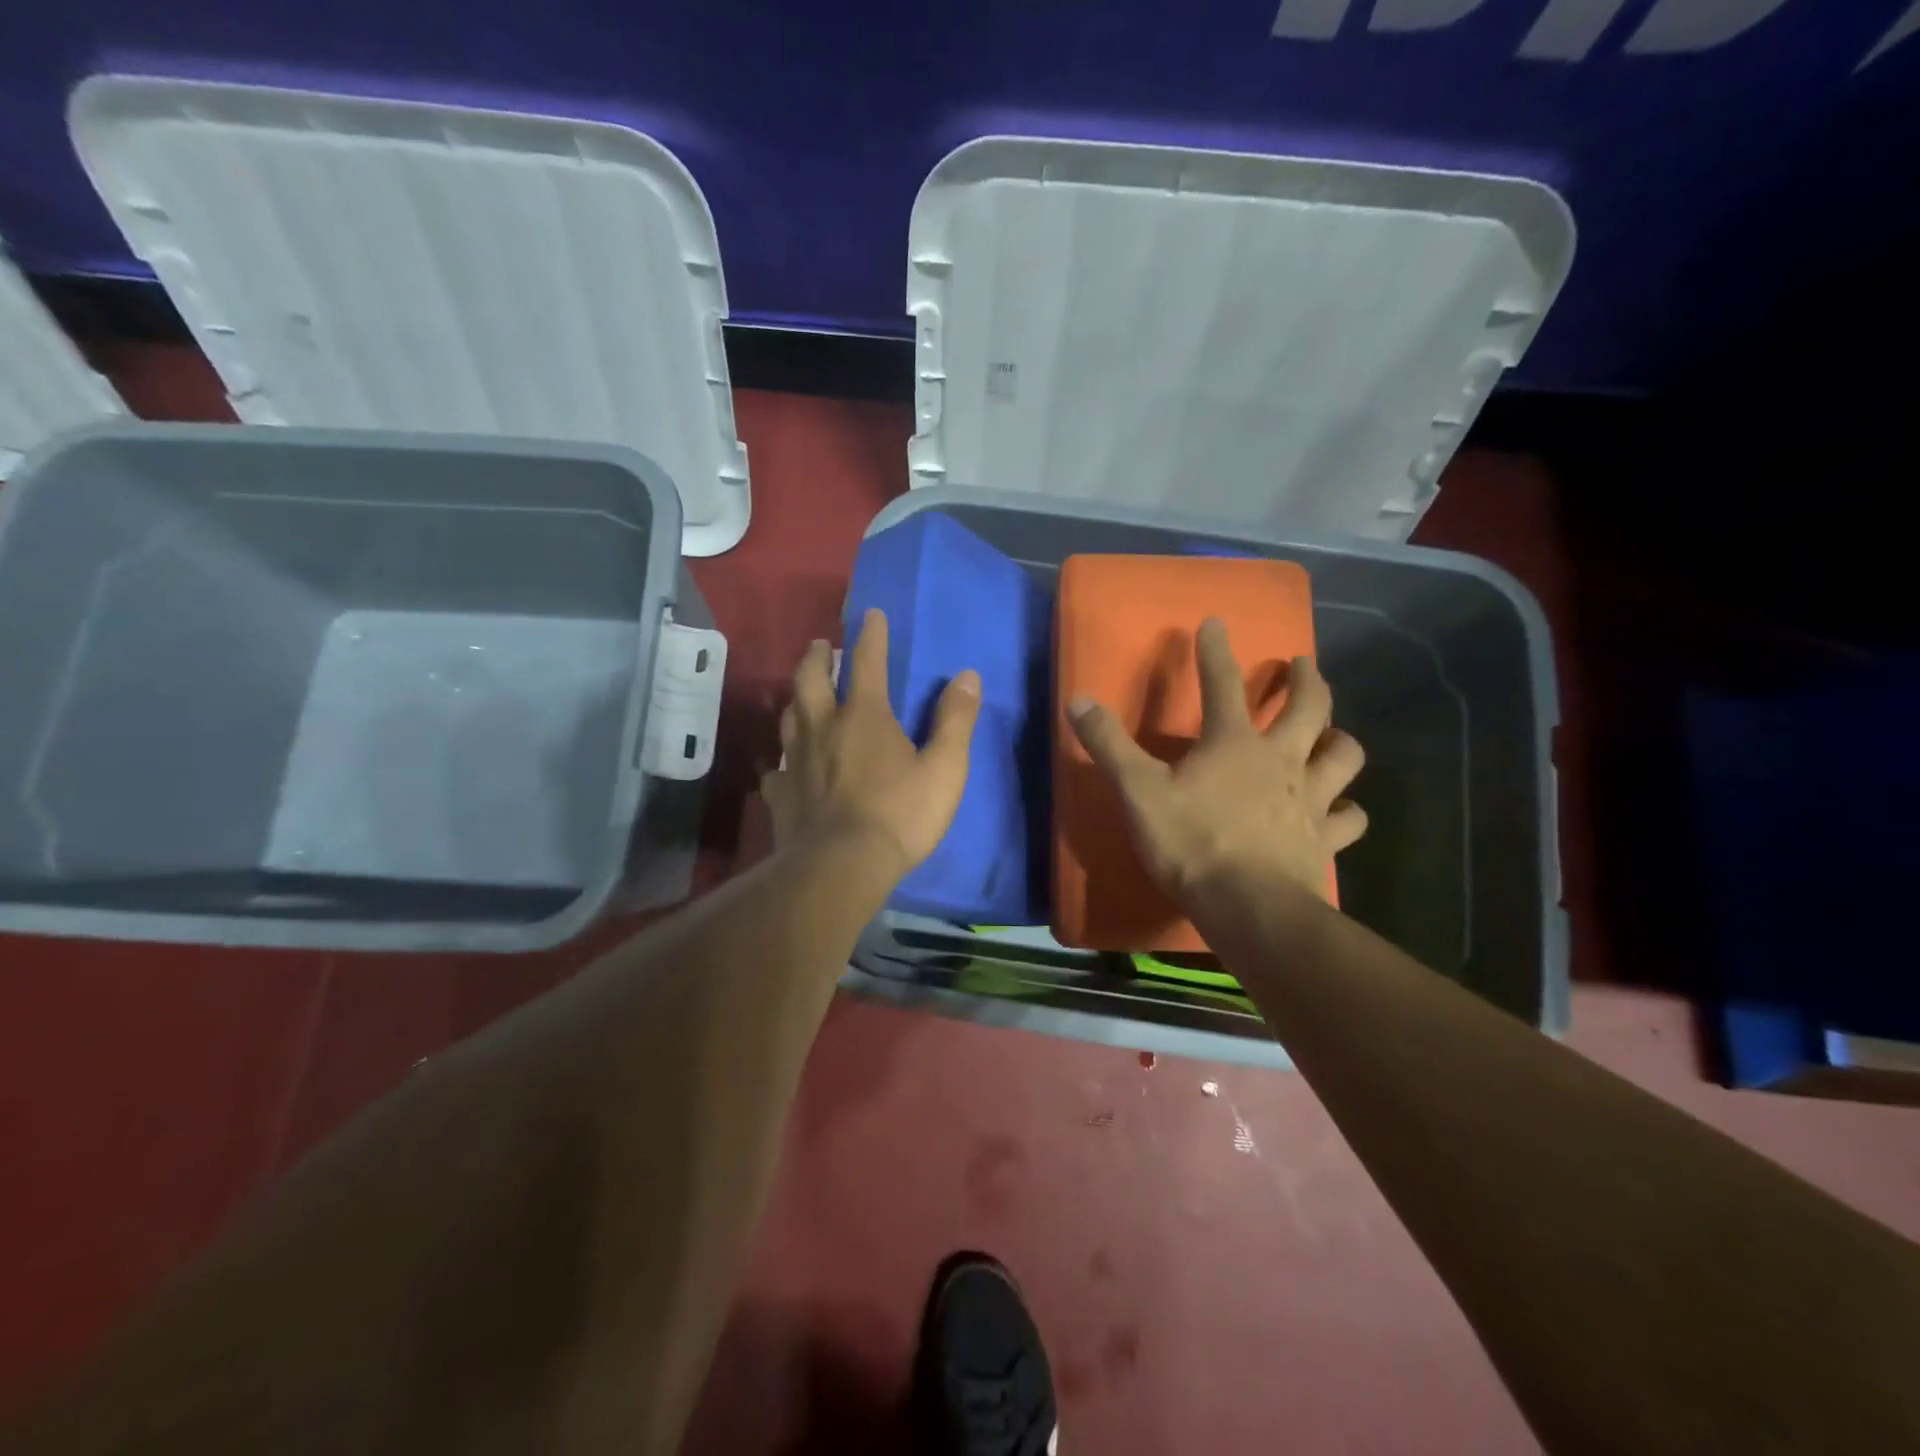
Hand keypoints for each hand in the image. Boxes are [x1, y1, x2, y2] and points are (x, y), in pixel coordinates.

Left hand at [761, 608, 981, 876]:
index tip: (871, 614)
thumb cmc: (899, 815)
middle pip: (810, 679)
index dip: (871, 634)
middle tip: (820, 646)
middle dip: (816, 657)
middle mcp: (823, 727)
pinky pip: (778, 770)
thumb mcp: (944, 768)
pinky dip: (783, 762)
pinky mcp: (782, 794)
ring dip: (796, 699)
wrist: (841, 867)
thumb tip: (968, 676)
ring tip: (802, 696)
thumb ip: (955, 720)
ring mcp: (796, 761)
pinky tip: (786, 769)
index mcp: (864, 715)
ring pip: (789, 718)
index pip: (866, 661)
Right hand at [1067, 618, 1366, 910]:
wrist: (1248, 906)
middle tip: (1302, 664)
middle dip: (1306, 679)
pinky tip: (1342, 810)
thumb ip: (1109, 745)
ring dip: (1339, 739)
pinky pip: (1349, 818)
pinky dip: (1348, 810)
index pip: (1222, 683)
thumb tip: (1078, 700)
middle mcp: (1281, 759)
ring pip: (1343, 756)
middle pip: (1309, 707)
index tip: (1215, 623)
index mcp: (1233, 743)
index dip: (1215, 651)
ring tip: (1333, 734)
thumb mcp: (1138, 791)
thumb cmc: (1191, 842)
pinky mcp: (1325, 839)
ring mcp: (1310, 798)